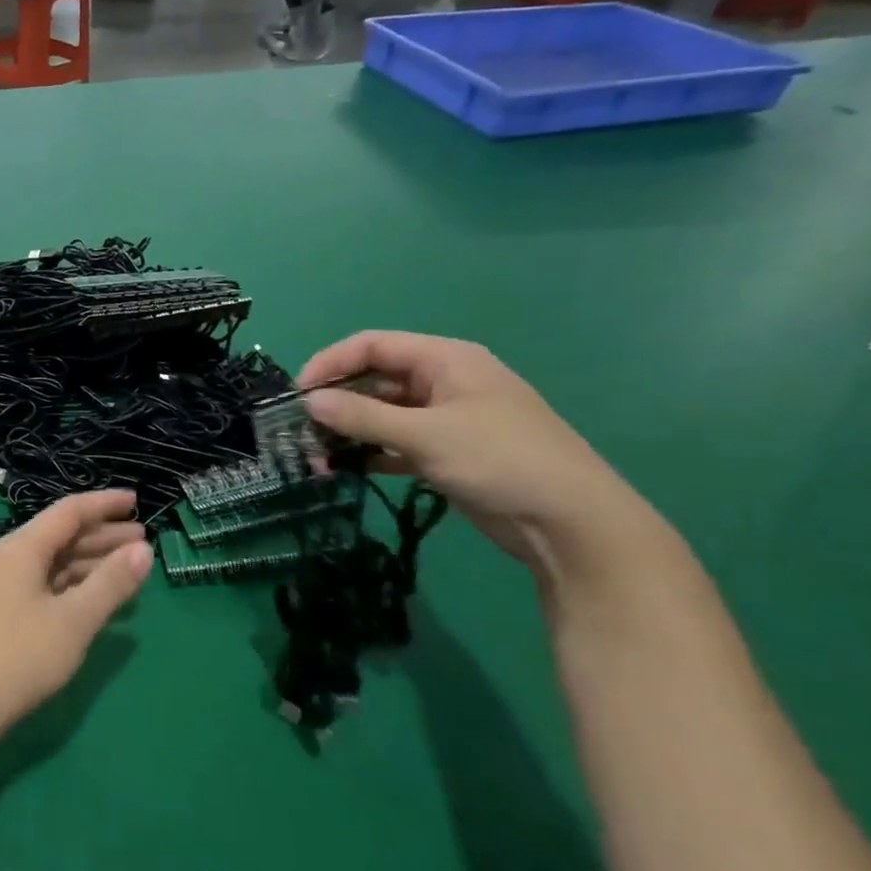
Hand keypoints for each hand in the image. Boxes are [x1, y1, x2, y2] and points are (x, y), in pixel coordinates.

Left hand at [0, 491, 150, 741]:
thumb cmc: (20, 654)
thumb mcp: (74, 619)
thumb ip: (111, 583)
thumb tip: (144, 549)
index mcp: (23, 547)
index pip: (69, 512)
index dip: (104, 504)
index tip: (136, 501)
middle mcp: (12, 558)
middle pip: (63, 535)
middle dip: (103, 535)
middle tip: (144, 540)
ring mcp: (5, 587)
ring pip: (56, 563)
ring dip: (92, 562)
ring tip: (129, 569)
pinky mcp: (5, 614)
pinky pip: (48, 585)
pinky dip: (76, 586)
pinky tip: (98, 600)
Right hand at [298, 331, 659, 576]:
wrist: (572, 524)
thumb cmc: (500, 460)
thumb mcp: (425, 434)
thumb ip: (362, 416)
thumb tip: (309, 401)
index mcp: (445, 360)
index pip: (372, 346)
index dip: (331, 363)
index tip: (299, 394)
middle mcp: (444, 382)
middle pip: (375, 379)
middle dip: (336, 402)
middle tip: (302, 431)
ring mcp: (447, 419)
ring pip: (383, 414)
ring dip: (350, 431)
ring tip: (318, 458)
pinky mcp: (448, 452)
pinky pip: (396, 442)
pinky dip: (371, 452)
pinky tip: (346, 470)